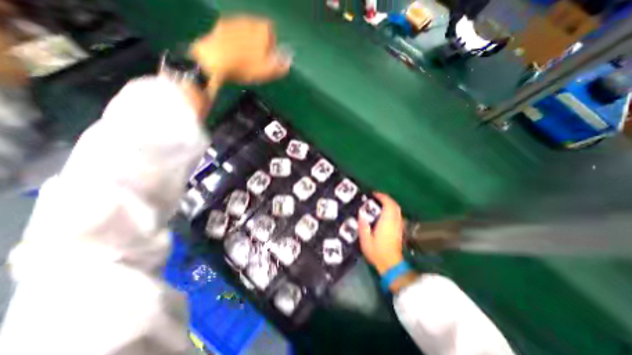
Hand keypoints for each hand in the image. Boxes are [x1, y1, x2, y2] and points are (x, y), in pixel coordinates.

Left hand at [191, 16, 292, 89]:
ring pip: (245, 30)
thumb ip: (281, 64)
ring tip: (244, 58)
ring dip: (247, 41)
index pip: (271, 31)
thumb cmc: (245, 67)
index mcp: (262, 29)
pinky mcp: (219, 26)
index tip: (268, 58)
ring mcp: (232, 21)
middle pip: (258, 29)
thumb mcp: (267, 71)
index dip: (271, 45)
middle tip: (257, 59)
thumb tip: (290, 58)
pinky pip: (232, 32)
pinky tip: (233, 53)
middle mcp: (248, 20)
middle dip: (259, 42)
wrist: (214, 61)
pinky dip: (235, 41)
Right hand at [358, 193, 401, 275]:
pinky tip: (385, 213)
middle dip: (387, 199)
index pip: (388, 205)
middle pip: (395, 206)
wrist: (392, 265)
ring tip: (380, 203)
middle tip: (377, 197)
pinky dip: (392, 210)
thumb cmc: (377, 252)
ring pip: (397, 210)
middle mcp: (395, 222)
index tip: (375, 194)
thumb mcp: (366, 241)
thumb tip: (361, 214)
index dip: (383, 197)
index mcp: (386, 223)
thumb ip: (363, 227)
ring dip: (390, 204)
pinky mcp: (400, 230)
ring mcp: (399, 226)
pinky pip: (398, 215)